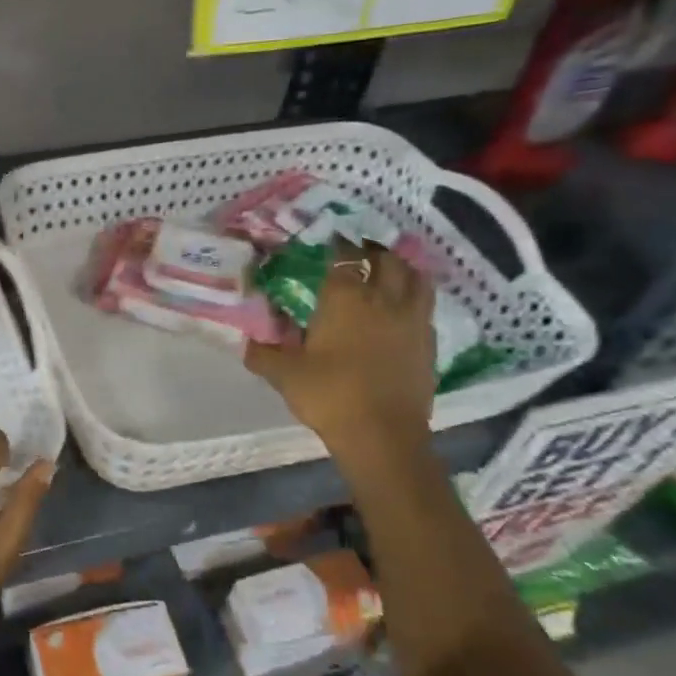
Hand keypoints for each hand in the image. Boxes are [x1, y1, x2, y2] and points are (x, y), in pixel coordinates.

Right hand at [244, 240, 436, 471]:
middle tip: (357, 252)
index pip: (343, 256)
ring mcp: (412, 320)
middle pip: (386, 259)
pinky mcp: (428, 344)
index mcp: (345, 298)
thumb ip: (262, 353)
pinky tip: (401, 311)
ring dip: (402, 268)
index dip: (336, 244)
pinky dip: (414, 299)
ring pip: (416, 278)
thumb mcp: (284, 374)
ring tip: (387, 271)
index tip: (326, 240)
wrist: (382, 435)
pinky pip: (425, 308)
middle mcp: (383, 299)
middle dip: (371, 251)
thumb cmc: (329, 395)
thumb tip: (247, 342)